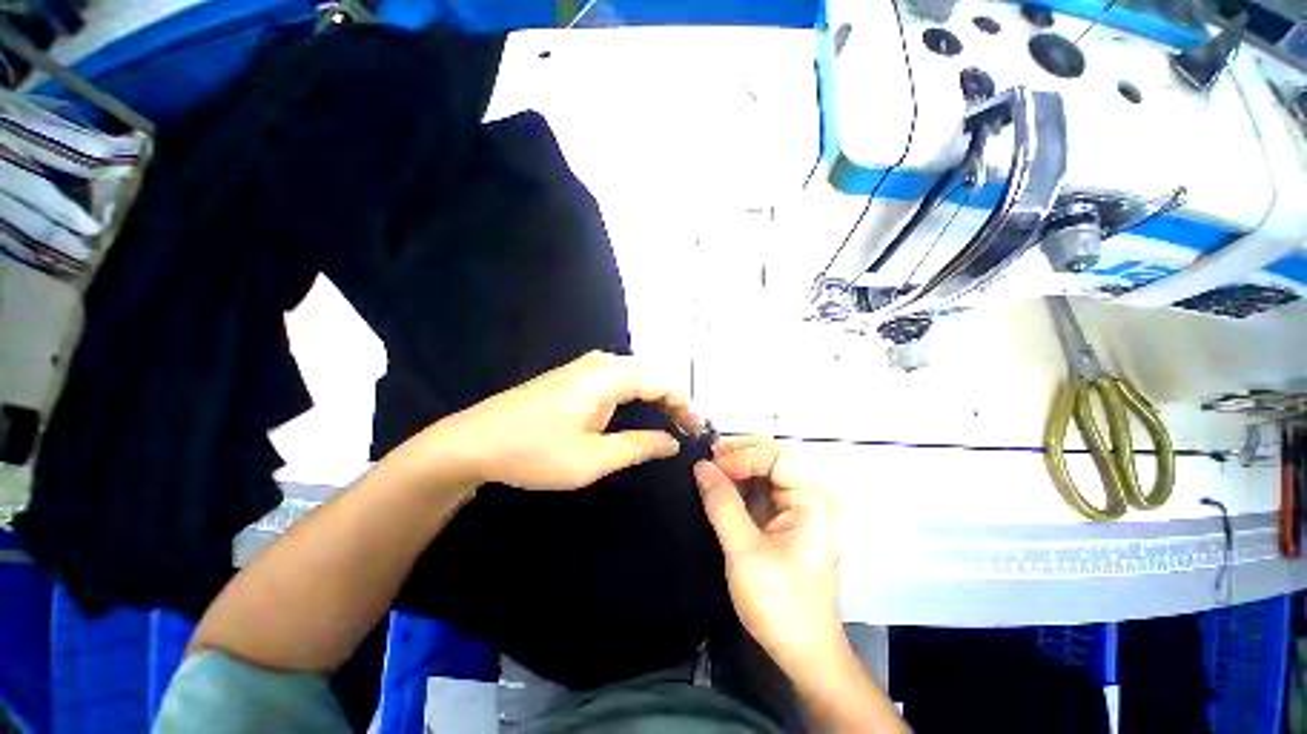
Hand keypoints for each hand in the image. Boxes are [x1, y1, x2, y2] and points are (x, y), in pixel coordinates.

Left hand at [425, 351, 696, 490]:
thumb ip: (638, 446)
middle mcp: (599, 363)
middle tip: (686, 431)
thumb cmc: (534, 452)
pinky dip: (635, 396)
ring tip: (669, 424)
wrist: (472, 442)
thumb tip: (672, 442)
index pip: (661, 382)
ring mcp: (584, 367)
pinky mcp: (573, 377)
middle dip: (673, 401)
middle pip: (650, 376)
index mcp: (608, 376)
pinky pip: (617, 380)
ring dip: (654, 398)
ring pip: (634, 377)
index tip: (698, 429)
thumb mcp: (593, 459)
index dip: (684, 404)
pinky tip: (638, 415)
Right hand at [693, 439, 844, 678]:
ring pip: (763, 473)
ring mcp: (795, 509)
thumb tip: (701, 465)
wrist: (803, 652)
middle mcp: (807, 496)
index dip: (744, 456)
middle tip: (706, 462)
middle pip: (771, 459)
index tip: (712, 467)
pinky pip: (759, 492)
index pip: (777, 456)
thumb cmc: (780, 602)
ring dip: (735, 469)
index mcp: (810, 499)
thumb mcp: (745, 551)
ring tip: (706, 472)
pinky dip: (737, 487)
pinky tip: (718, 488)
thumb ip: (722, 504)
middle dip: (738, 456)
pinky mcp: (783, 521)